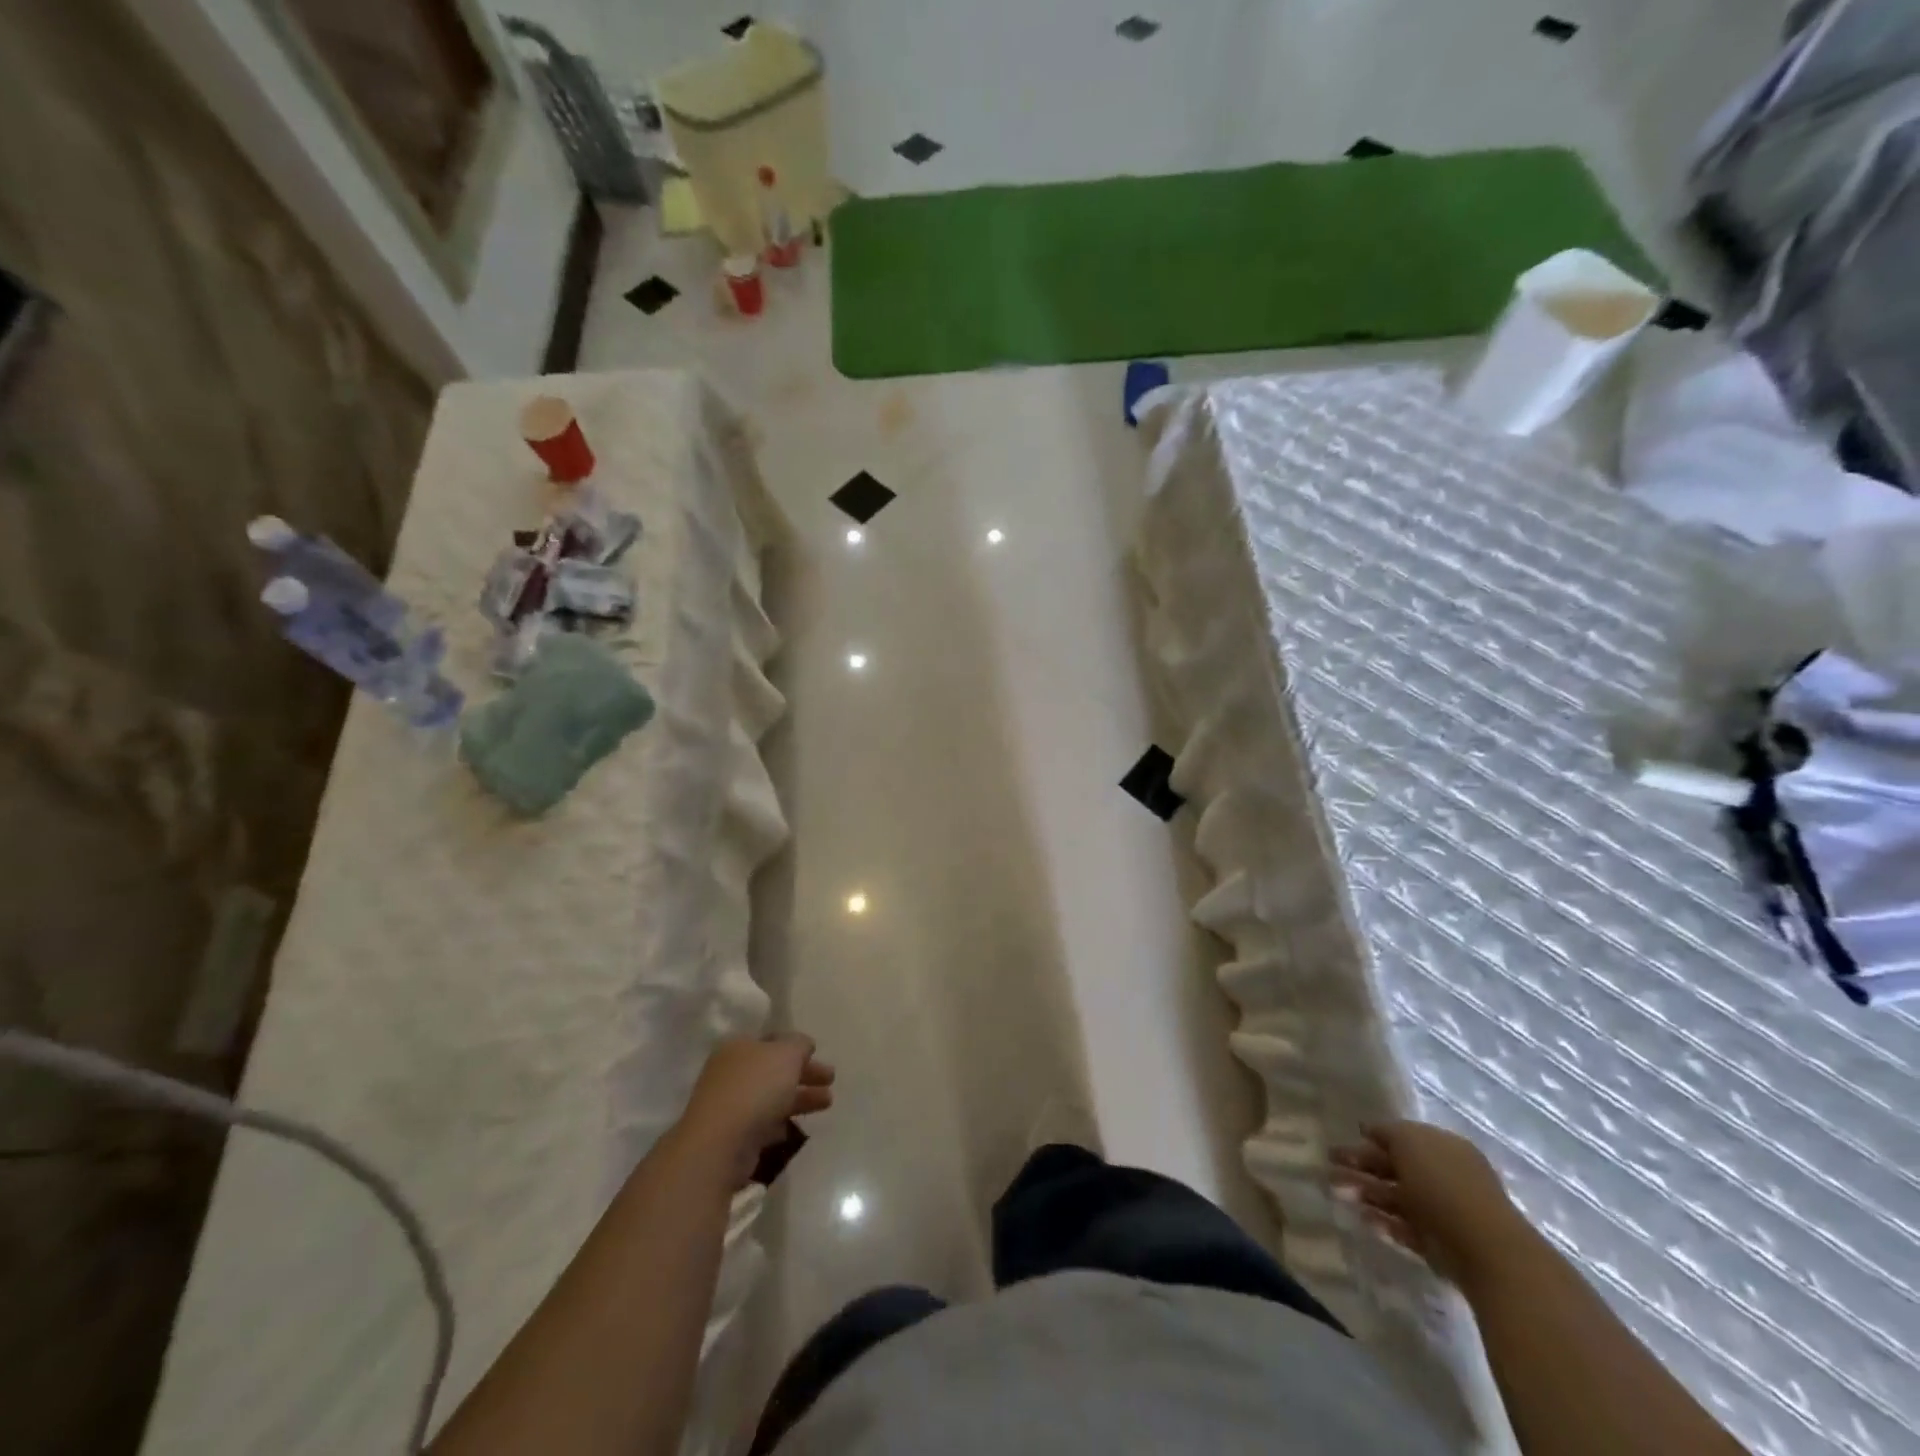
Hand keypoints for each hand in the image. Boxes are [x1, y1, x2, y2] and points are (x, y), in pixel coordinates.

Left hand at [676, 1035, 835, 1190]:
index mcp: (739, 1047)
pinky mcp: (733, 1136)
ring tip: (828, 1103)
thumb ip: (799, 1044)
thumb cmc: (755, 1088)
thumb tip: (803, 1045)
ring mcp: (730, 1105)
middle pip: (774, 1070)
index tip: (818, 1053)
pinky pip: (764, 1123)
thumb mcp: (786, 1054)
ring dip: (800, 1098)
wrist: (720, 1144)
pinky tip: (799, 1128)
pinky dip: (783, 1122)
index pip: (772, 1041)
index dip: (797, 1046)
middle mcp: (731, 1073)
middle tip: (831, 1080)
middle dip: (804, 1074)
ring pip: (773, 1097)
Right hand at [1331, 1120, 1525, 1286]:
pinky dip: (1383, 1221)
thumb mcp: (1409, 1141)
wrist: (1484, 1249)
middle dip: (1361, 1165)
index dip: (1373, 1136)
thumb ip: (1386, 1132)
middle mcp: (1443, 1175)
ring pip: (1395, 1196)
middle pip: (1395, 1167)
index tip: (1347, 1137)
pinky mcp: (1438, 1244)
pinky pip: (1404, 1226)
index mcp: (1443, 1147)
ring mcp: (1442, 1211)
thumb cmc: (1444, 1183)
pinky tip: (1363, 1218)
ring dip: (1365, 1192)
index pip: (1402, 1137)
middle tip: (1329, 1165)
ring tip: (1335, 1191)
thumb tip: (1368, 1130)